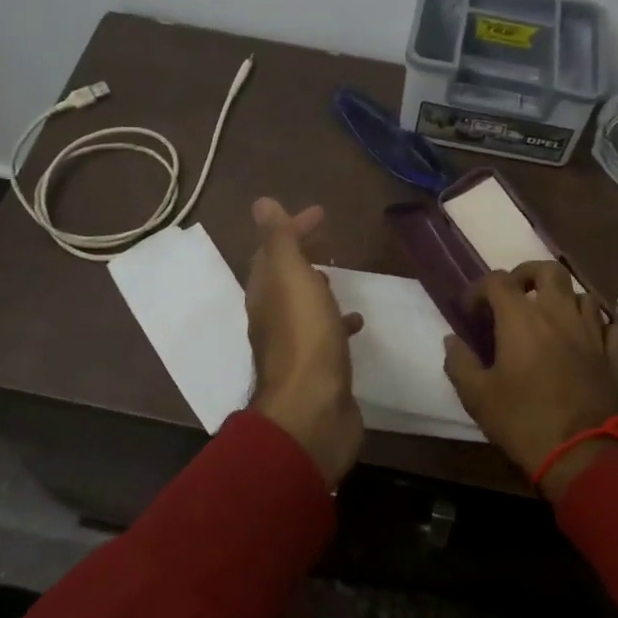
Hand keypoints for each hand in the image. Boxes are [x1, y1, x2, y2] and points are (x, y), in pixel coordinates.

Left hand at [245, 197, 365, 486]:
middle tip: (327, 237)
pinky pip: (325, 334)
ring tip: (337, 275)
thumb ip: (279, 241)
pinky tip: (356, 322)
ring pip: (303, 306)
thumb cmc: (305, 339)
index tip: (320, 213)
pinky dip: (336, 321)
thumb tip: (261, 203)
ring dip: (316, 287)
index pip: (272, 250)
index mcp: (265, 294)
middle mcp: (273, 318)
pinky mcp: (318, 369)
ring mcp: (295, 346)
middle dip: (302, 254)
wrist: (312, 414)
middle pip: (284, 277)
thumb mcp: (291, 279)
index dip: (292, 228)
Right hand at [443, 260, 617, 499]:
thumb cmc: (522, 420)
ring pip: (583, 295)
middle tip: (517, 294)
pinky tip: (590, 339)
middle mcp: (559, 313)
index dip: (479, 289)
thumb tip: (451, 340)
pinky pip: (612, 327)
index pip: (497, 280)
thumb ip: (459, 362)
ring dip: (565, 299)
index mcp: (521, 318)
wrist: (582, 453)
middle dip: (529, 274)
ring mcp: (592, 332)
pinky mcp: (615, 356)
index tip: (471, 312)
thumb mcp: (476, 396)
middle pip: (548, 270)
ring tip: (552, 318)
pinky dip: (601, 327)